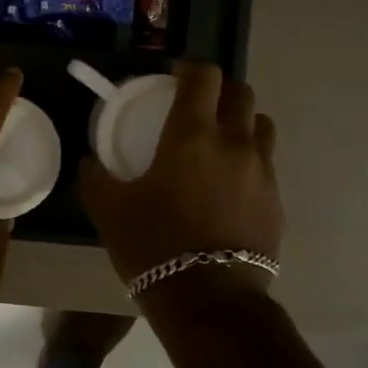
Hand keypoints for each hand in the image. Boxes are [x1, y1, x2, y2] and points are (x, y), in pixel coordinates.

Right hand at [79, 62, 282, 303]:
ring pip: (262, 125)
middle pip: (241, 92)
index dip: (190, 68)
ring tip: (220, 144)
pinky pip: (267, 165)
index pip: (204, 75)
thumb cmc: (154, 245)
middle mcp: (235, 142)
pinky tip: (230, 187)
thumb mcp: (108, 209)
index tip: (175, 77)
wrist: (209, 299)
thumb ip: (96, 176)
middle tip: (198, 109)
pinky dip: (250, 162)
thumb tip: (91, 161)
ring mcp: (262, 171)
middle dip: (220, 92)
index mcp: (192, 134)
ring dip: (242, 123)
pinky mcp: (277, 200)